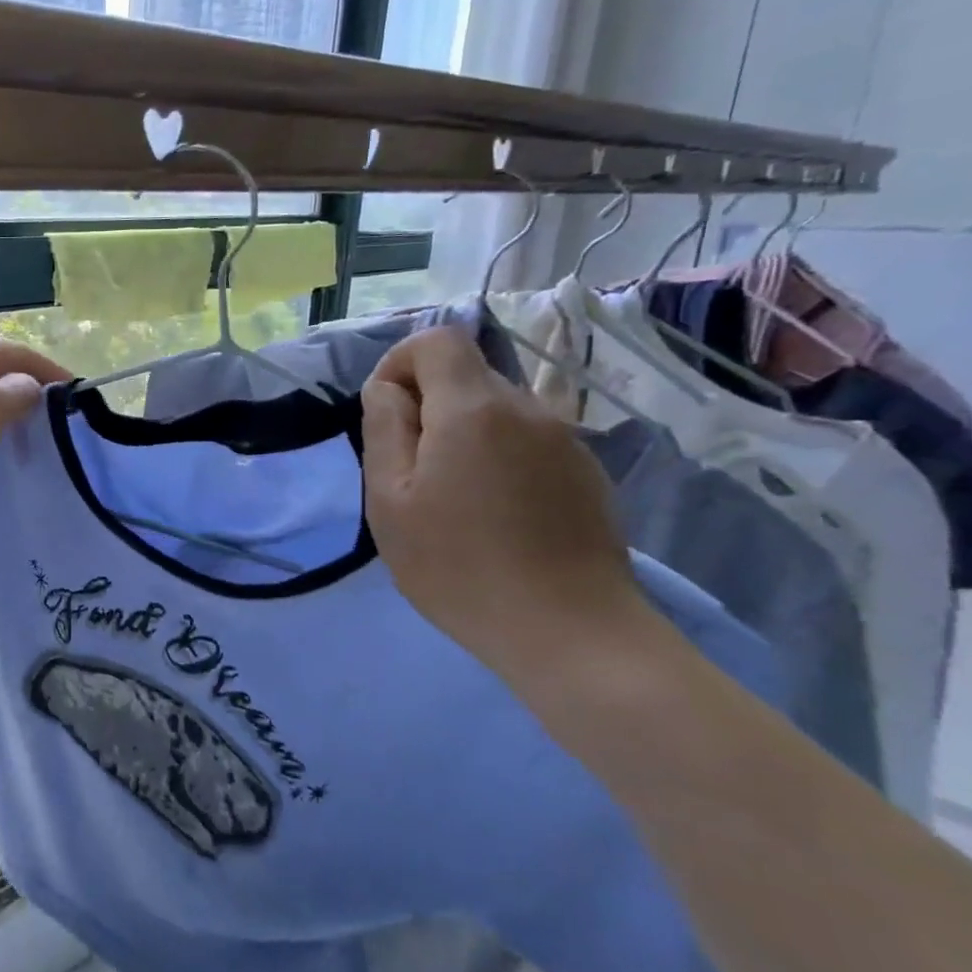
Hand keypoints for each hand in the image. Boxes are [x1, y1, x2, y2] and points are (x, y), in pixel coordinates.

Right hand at [359, 327, 649, 685]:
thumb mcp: (390, 500)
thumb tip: (388, 390)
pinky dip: (499, 459)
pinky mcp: (586, 473)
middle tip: (412, 474)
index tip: (387, 415)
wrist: (570, 632)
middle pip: (466, 376)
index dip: (401, 364)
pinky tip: (497, 517)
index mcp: (474, 408)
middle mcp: (527, 408)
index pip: (437, 340)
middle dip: (428, 408)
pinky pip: (527, 442)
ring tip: (453, 501)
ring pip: (496, 411)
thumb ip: (384, 429)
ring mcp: (565, 440)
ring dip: (463, 436)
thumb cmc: (459, 566)